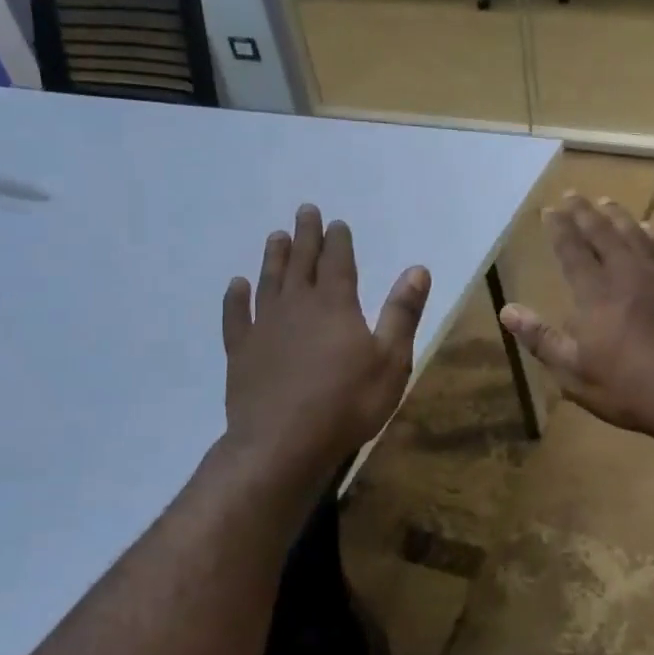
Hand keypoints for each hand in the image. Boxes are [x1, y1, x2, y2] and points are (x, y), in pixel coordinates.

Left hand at [222, 205, 429, 480]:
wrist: (283, 443)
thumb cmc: (347, 403)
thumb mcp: (391, 360)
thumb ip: (402, 313)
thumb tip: (417, 269)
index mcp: (335, 305)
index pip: (338, 262)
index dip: (338, 240)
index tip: (336, 222)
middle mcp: (297, 306)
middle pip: (301, 262)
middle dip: (305, 236)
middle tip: (304, 211)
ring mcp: (264, 327)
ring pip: (269, 282)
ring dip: (274, 257)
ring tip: (276, 236)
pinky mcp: (241, 352)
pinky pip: (236, 316)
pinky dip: (236, 298)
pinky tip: (236, 285)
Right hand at [499, 194, 653, 442]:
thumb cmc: (630, 389)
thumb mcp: (574, 373)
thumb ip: (542, 338)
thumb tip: (507, 311)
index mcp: (595, 294)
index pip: (573, 250)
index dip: (560, 228)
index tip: (550, 210)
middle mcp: (627, 275)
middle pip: (604, 234)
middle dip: (585, 213)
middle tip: (573, 195)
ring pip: (637, 236)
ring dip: (619, 217)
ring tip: (607, 203)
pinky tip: (653, 230)